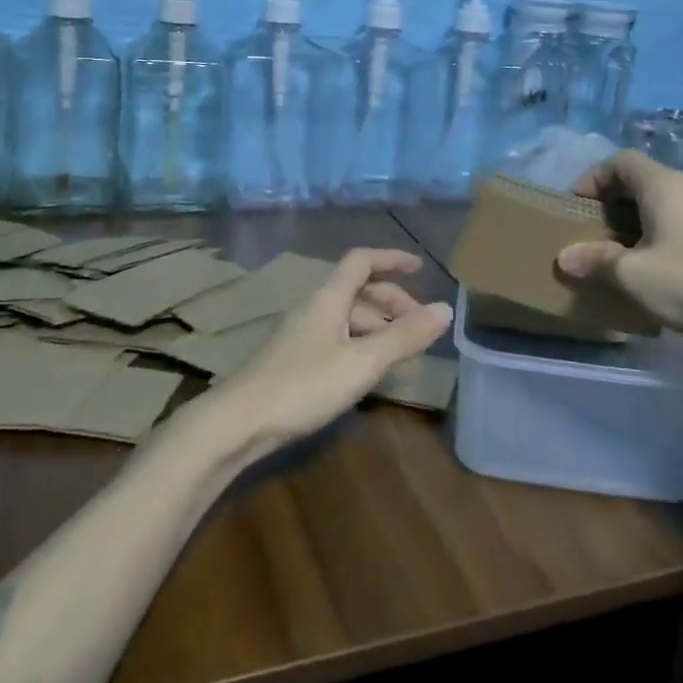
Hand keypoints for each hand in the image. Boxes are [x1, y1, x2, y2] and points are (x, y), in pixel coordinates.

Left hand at [212, 248, 452, 449]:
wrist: (236, 424)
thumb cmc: (303, 385)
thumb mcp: (362, 362)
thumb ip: (404, 337)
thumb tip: (446, 310)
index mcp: (328, 298)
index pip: (361, 261)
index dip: (391, 259)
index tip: (421, 268)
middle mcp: (312, 308)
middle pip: (356, 290)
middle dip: (391, 301)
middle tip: (419, 326)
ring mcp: (298, 335)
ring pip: (345, 316)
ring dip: (376, 325)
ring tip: (400, 352)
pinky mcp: (291, 361)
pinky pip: (335, 338)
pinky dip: (359, 344)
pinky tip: (367, 370)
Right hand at [556, 151, 682, 338]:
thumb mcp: (634, 275)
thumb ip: (597, 260)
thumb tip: (565, 257)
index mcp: (664, 185)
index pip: (621, 160)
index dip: (593, 177)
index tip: (577, 206)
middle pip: (643, 181)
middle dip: (613, 204)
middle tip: (594, 234)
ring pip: (666, 204)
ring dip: (639, 223)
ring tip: (623, 255)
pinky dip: (663, 236)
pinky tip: (660, 270)